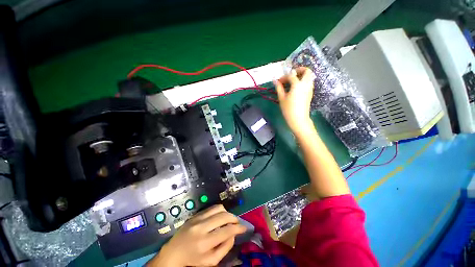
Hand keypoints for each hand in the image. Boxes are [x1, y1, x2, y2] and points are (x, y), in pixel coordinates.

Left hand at [147, 205, 245, 266]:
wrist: (174, 252)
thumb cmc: (193, 260)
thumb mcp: (210, 261)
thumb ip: (224, 248)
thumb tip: (233, 235)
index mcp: (205, 243)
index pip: (226, 231)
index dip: (238, 228)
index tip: (244, 228)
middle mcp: (201, 228)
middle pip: (223, 216)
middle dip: (234, 218)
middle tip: (237, 223)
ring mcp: (197, 219)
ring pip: (218, 208)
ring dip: (227, 213)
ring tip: (229, 219)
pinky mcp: (195, 215)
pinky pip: (211, 207)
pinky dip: (219, 210)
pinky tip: (220, 216)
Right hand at [274, 67, 314, 134]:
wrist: (298, 119)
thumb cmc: (288, 109)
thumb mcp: (282, 98)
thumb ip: (279, 87)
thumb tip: (275, 80)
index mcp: (298, 85)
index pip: (291, 75)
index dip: (284, 77)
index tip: (278, 81)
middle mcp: (306, 84)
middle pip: (307, 71)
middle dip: (299, 70)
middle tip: (291, 75)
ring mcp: (310, 89)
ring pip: (309, 77)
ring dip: (302, 76)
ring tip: (292, 82)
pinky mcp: (310, 93)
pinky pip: (309, 83)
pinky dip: (303, 81)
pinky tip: (296, 88)